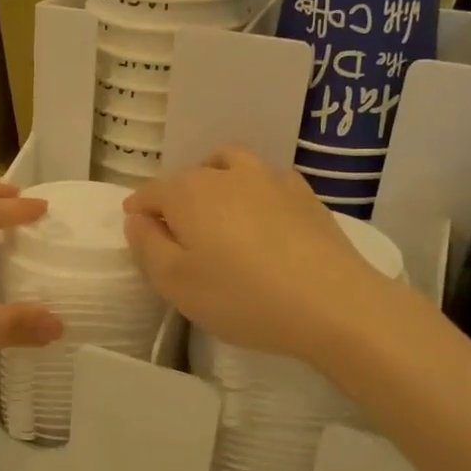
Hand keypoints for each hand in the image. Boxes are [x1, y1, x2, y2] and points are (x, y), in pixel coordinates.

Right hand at [123, 148, 385, 362]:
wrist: (333, 303)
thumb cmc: (241, 296)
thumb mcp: (175, 283)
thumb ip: (146, 246)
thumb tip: (138, 219)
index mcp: (188, 192)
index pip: (150, 192)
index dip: (138, 211)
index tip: (138, 232)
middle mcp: (226, 173)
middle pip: (188, 178)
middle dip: (175, 200)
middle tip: (178, 237)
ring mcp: (270, 178)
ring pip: (228, 167)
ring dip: (214, 184)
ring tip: (218, 217)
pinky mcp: (304, 194)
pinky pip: (265, 181)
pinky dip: (252, 193)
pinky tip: (262, 222)